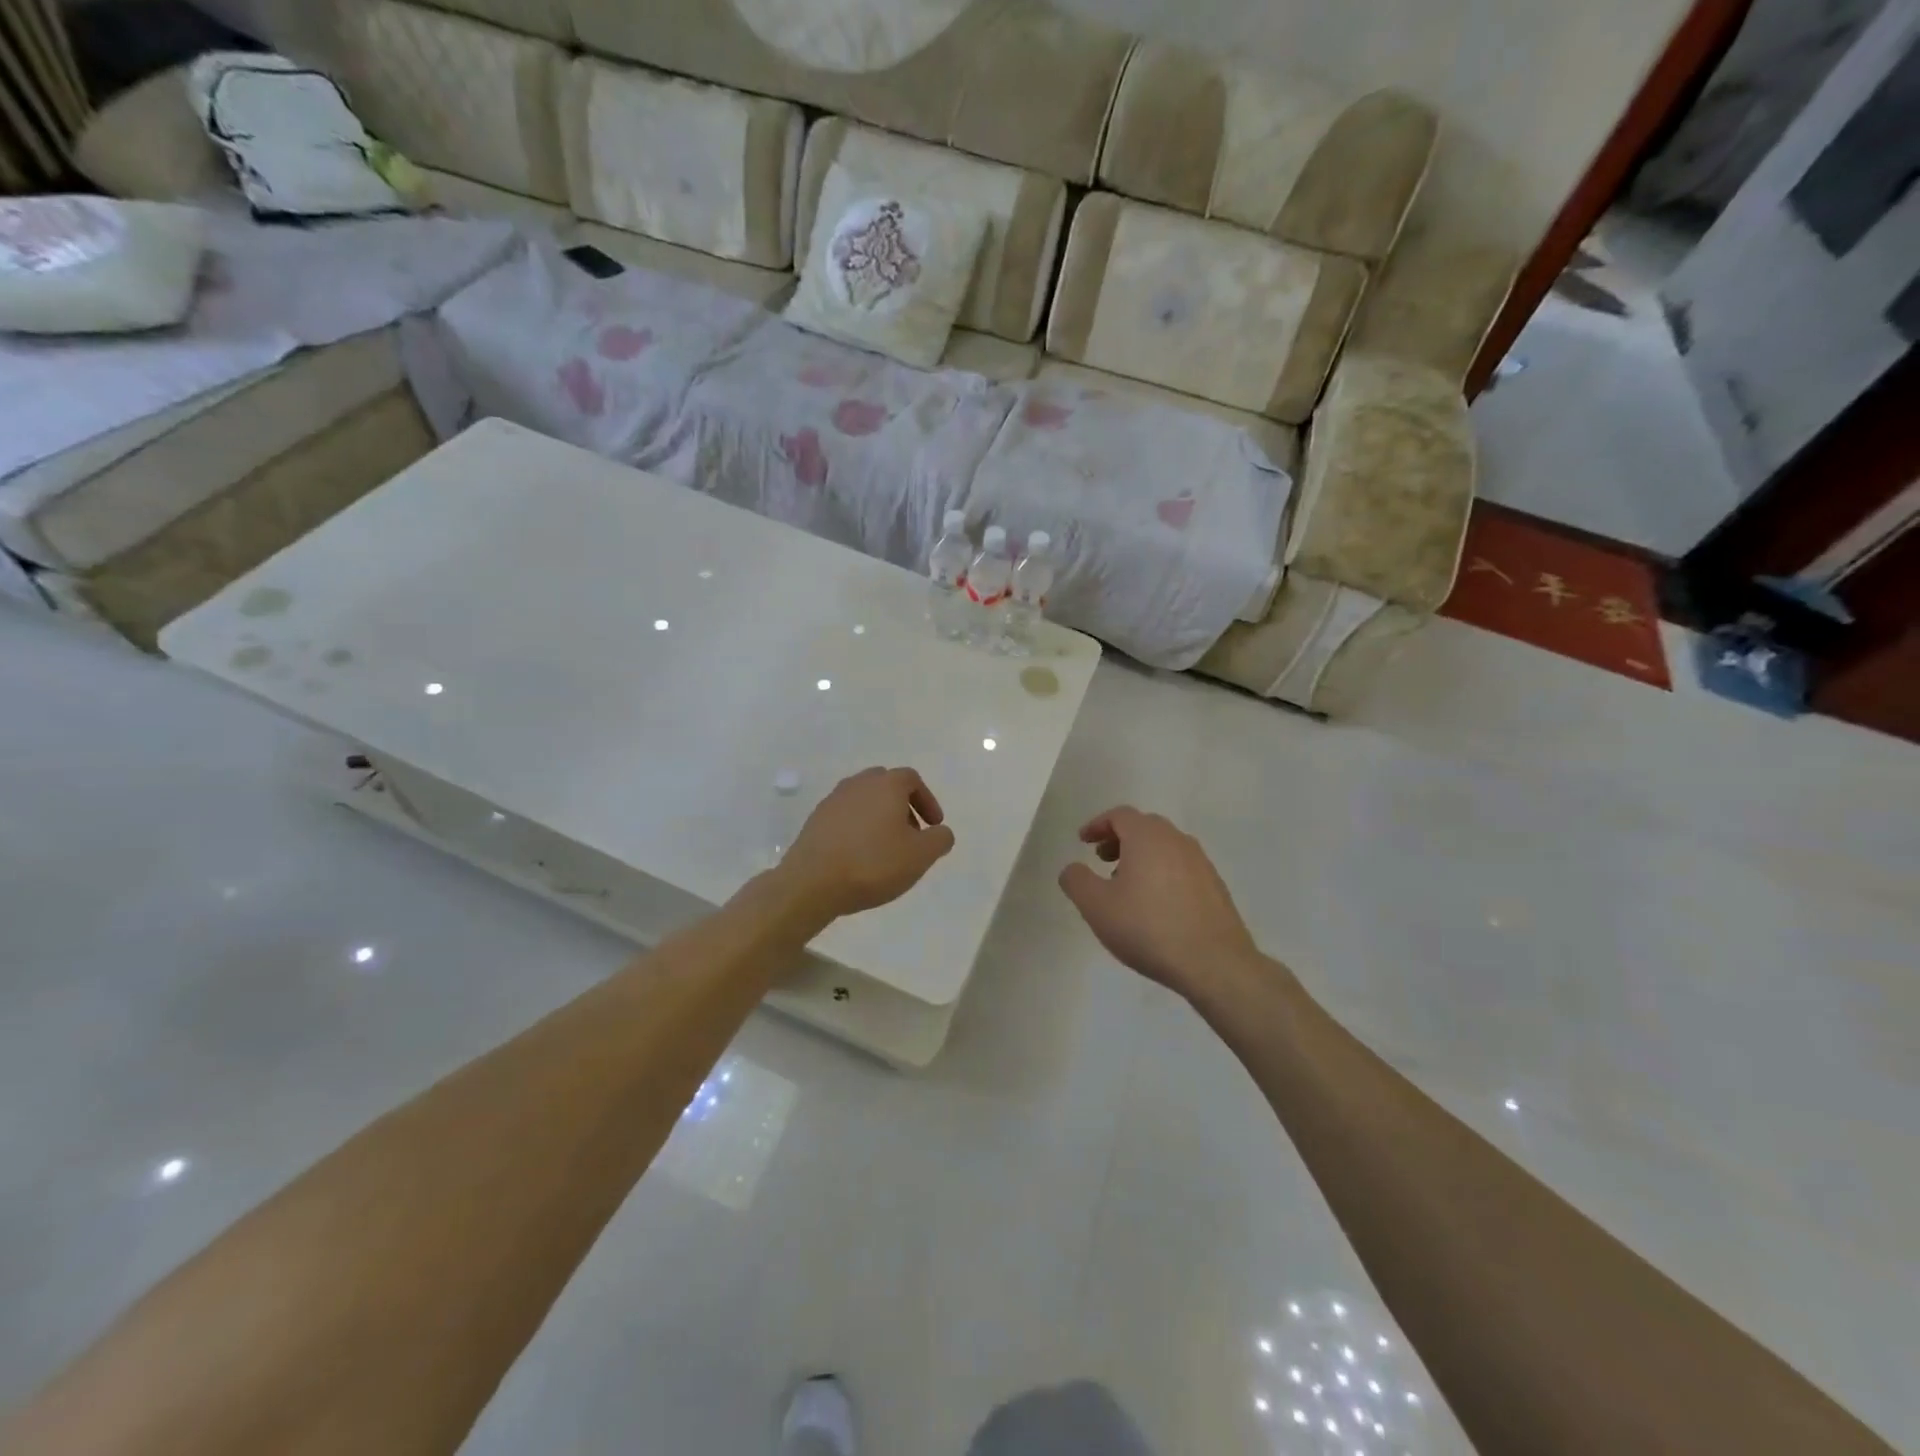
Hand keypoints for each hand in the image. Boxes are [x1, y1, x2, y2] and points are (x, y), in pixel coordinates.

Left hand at [778, 767, 955, 920]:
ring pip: (864, 800)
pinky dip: (858, 828)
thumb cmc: (873, 863)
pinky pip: (845, 816)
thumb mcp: (920, 856)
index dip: (927, 800)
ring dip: (879, 817)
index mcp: (886, 785)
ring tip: (886, 848)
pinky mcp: (815, 820)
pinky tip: (860, 855)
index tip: (934, 825)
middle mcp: (858, 784)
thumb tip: (941, 832)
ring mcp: (833, 800)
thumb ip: (939, 839)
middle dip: (903, 806)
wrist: (812, 882)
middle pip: (886, 785)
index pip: (912, 779)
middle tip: (911, 834)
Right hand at [1058, 807, 1260, 998]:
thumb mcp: (1096, 906)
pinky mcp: (1215, 886)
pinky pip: (1181, 867)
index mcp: (1147, 836)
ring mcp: (1201, 863)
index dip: (1097, 825)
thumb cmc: (1148, 928)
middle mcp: (1177, 840)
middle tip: (1102, 860)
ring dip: (1142, 857)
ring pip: (1165, 847)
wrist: (1214, 963)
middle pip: (1144, 827)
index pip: (1119, 815)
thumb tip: (1072, 868)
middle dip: (1119, 839)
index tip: (1083, 842)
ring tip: (1127, 886)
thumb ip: (1076, 881)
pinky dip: (1162, 873)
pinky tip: (1156, 905)